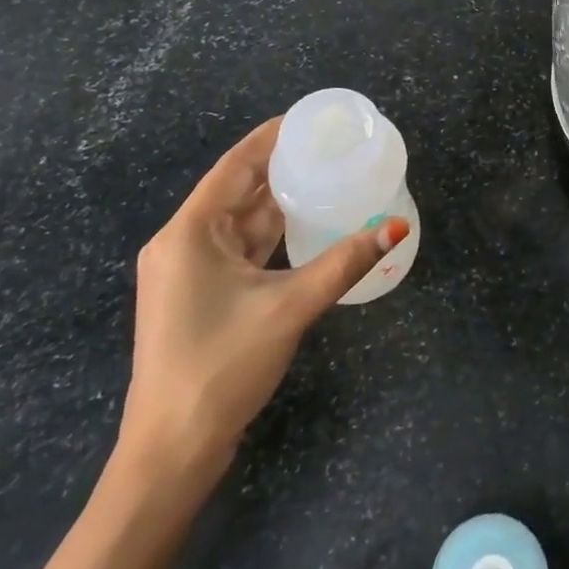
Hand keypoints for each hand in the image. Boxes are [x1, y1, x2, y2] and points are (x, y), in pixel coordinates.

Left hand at [116, 118, 408, 485]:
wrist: (172, 449)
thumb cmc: (222, 365)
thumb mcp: (289, 306)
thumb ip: (344, 262)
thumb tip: (396, 226)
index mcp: (190, 233)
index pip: (235, 165)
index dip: (271, 137)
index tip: (310, 119)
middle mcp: (183, 243)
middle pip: (237, 190)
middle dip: (281, 167)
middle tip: (330, 147)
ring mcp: (189, 271)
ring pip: (240, 221)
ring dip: (278, 201)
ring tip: (325, 176)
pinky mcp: (199, 294)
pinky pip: (239, 248)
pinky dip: (271, 233)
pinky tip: (304, 224)